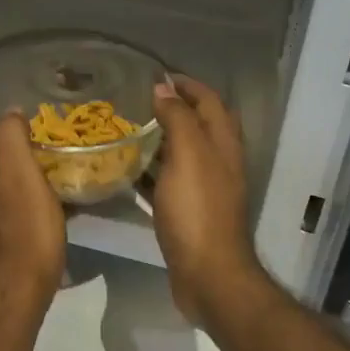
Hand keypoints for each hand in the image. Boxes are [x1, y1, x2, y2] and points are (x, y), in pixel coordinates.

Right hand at [150, 76, 264, 329]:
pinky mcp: (190, 212)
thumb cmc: (198, 210)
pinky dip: (151, 171)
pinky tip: (127, 172)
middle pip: (199, 125)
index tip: (155, 76)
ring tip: (127, 131)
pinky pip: (169, 182)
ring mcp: (205, 189)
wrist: (208, 274)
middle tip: (139, 102)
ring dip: (160, 139)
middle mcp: (219, 162)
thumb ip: (178, 118)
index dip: (187, 84)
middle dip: (174, 108)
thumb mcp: (188, 155)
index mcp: (223, 144)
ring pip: (183, 153)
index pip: (209, 100)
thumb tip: (164, 87)